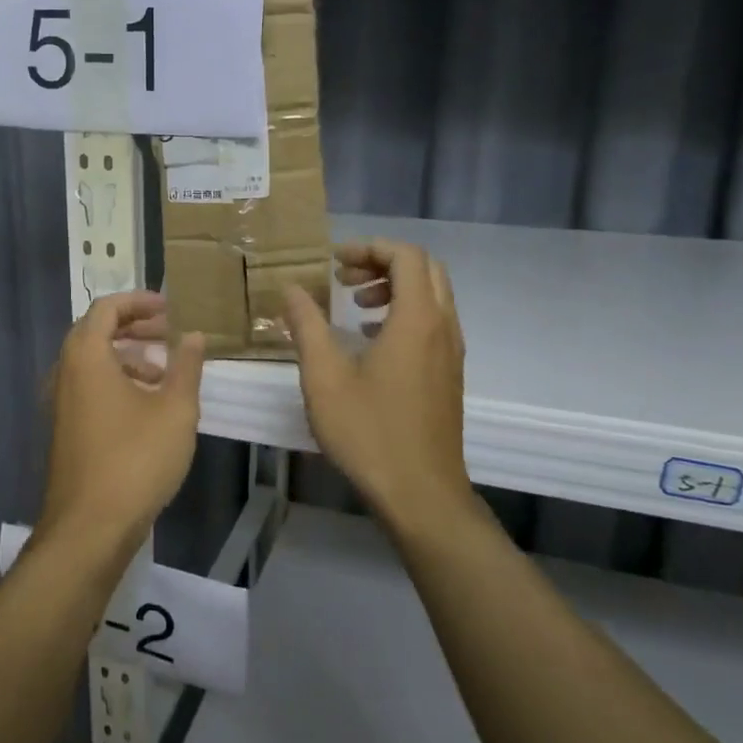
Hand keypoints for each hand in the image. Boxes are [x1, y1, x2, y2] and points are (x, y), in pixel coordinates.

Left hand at [37, 291, 205, 562]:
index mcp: (87, 357)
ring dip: (126, 355)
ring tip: (163, 371)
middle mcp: (65, 372)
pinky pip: (88, 387)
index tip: (170, 307)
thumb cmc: (136, 460)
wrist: (90, 528)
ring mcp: (61, 403)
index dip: (139, 301)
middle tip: (169, 332)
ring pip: (92, 362)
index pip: (106, 308)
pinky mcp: (65, 429)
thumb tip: (194, 335)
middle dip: (134, 326)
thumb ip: (186, 367)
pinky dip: (115, 380)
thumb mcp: (175, 410)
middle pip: (95, 331)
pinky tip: (146, 406)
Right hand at [284, 240, 471, 533]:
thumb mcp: (324, 377)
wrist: (421, 494)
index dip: (369, 247)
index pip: (405, 256)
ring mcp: (451, 352)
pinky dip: (405, 313)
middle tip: (343, 277)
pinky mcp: (449, 375)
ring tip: (354, 305)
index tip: (334, 261)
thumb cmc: (369, 433)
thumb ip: (307, 326)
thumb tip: (291, 288)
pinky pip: (433, 323)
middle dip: (383, 263)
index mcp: (417, 319)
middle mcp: (443, 327)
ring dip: (395, 288)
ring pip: (432, 296)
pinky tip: (372, 340)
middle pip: (425, 269)